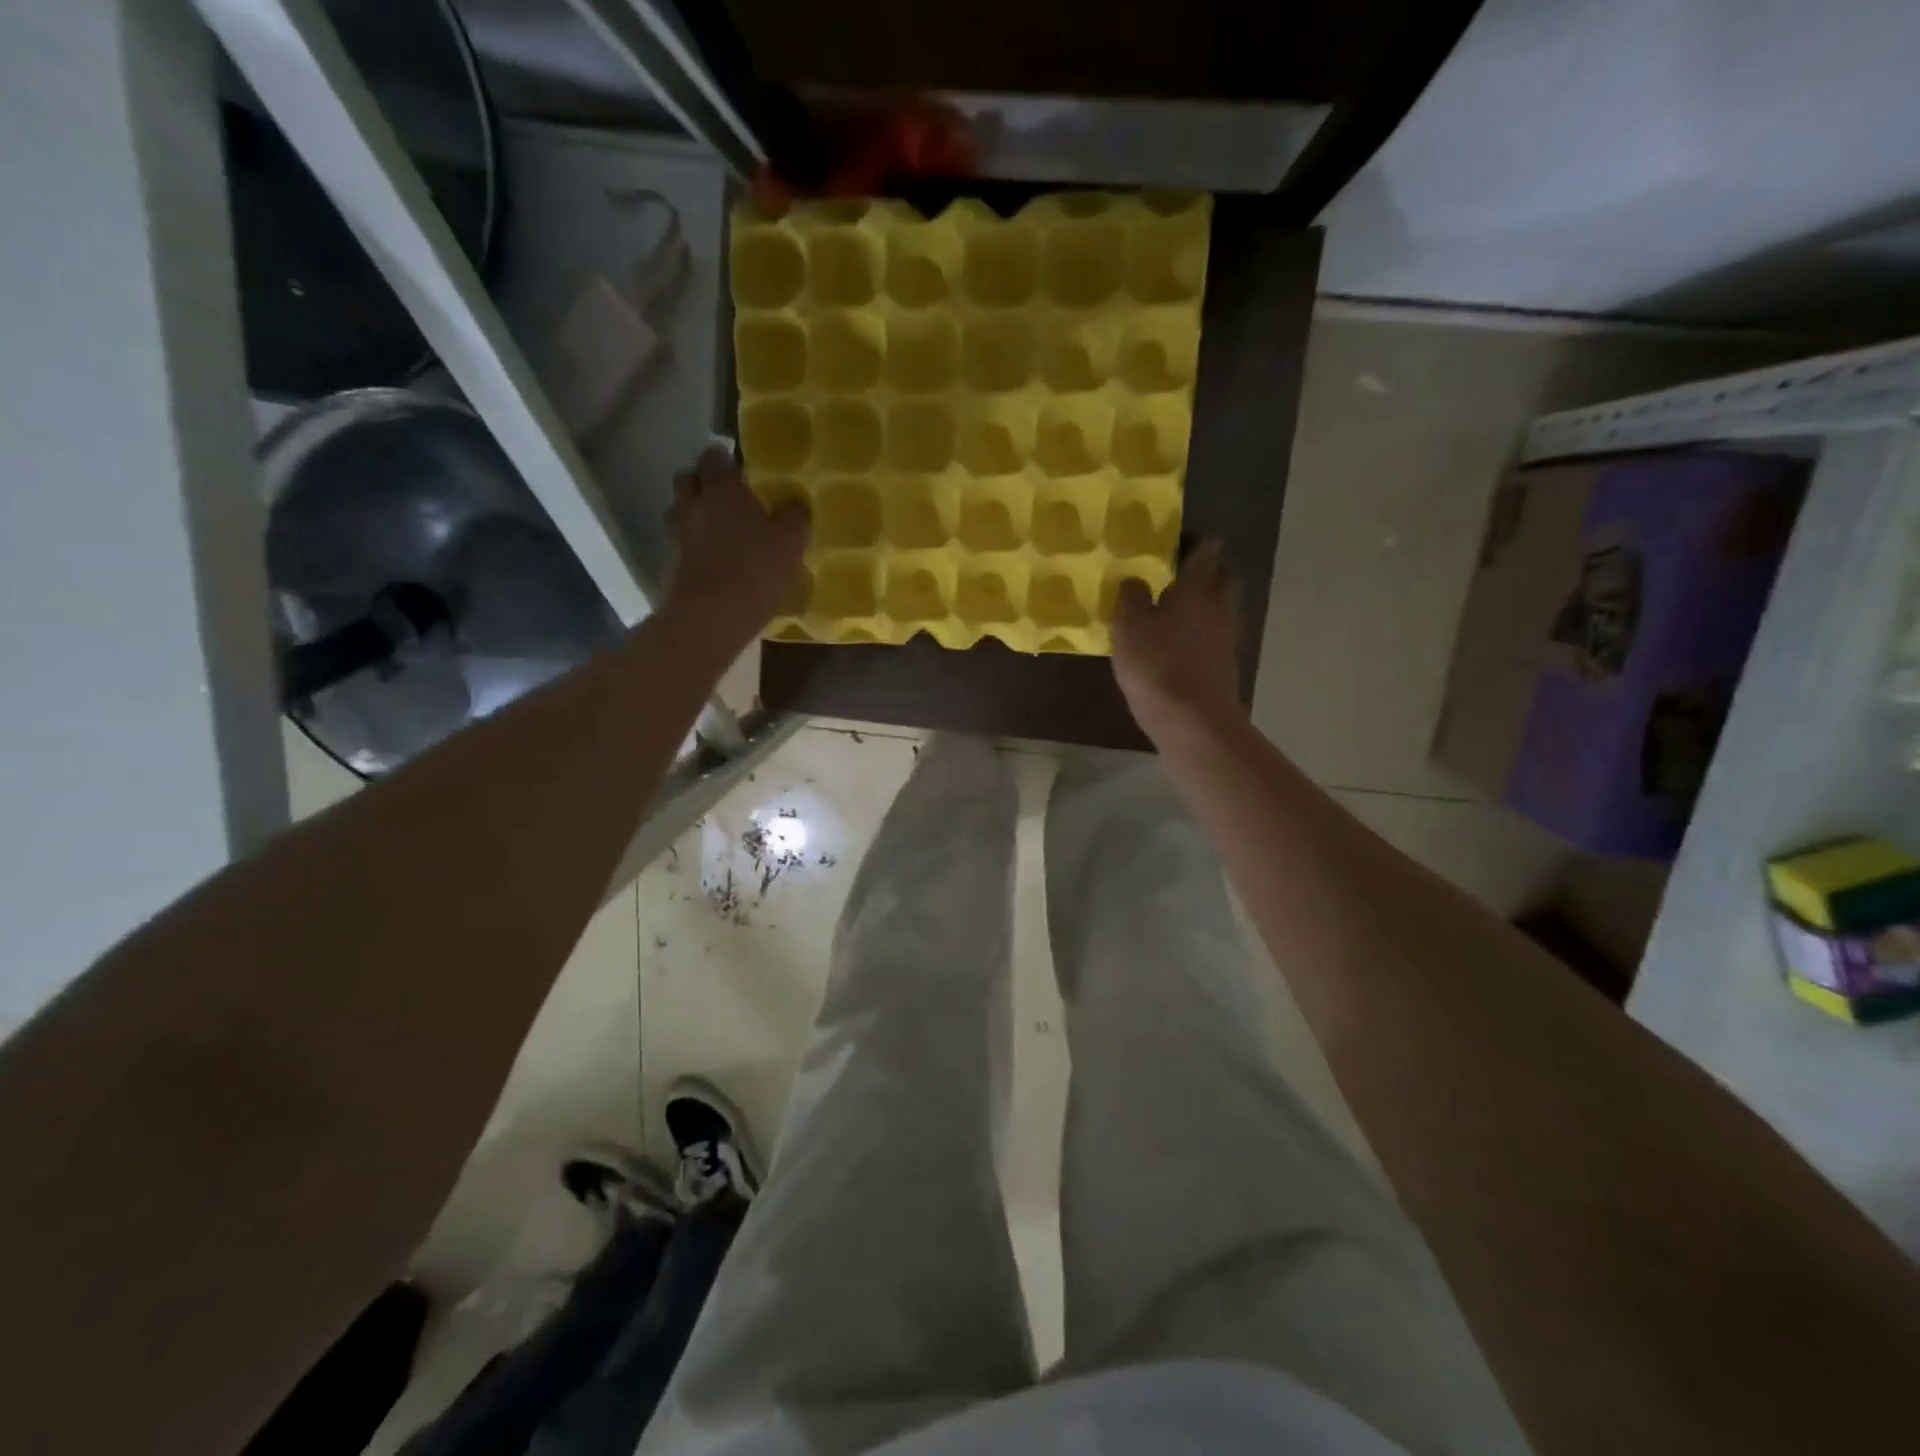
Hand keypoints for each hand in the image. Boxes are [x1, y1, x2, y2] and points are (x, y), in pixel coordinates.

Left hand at [662, 448, 808, 647]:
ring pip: (680, 510)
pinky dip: (692, 544)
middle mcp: (692, 504)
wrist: (710, 618)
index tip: (740, 470)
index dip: (725, 460)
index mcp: (721, 489)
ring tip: (719, 530)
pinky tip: (712, 560)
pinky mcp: (669, 563)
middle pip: (689, 479)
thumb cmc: (755, 571)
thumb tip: (795, 504)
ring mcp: (676, 534)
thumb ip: (794, 517)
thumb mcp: (790, 543)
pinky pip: (680, 542)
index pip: (714, 457)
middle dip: (704, 482)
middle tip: (727, 498)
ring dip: (695, 513)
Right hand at [1111, 540, 1246, 744]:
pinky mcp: (1225, 666)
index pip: (1206, 552)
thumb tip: (1135, 579)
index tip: (1179, 542)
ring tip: (1178, 610)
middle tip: (1181, 573)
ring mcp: (1227, 638)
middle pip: (1224, 578)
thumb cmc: (1157, 666)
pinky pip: (1217, 637)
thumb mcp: (1128, 627)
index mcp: (1197, 589)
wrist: (1193, 722)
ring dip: (1207, 604)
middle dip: (1208, 571)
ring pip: (1223, 608)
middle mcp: (1219, 607)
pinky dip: (1204, 633)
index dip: (1196, 543)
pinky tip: (1182, 644)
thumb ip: (1130, 597)